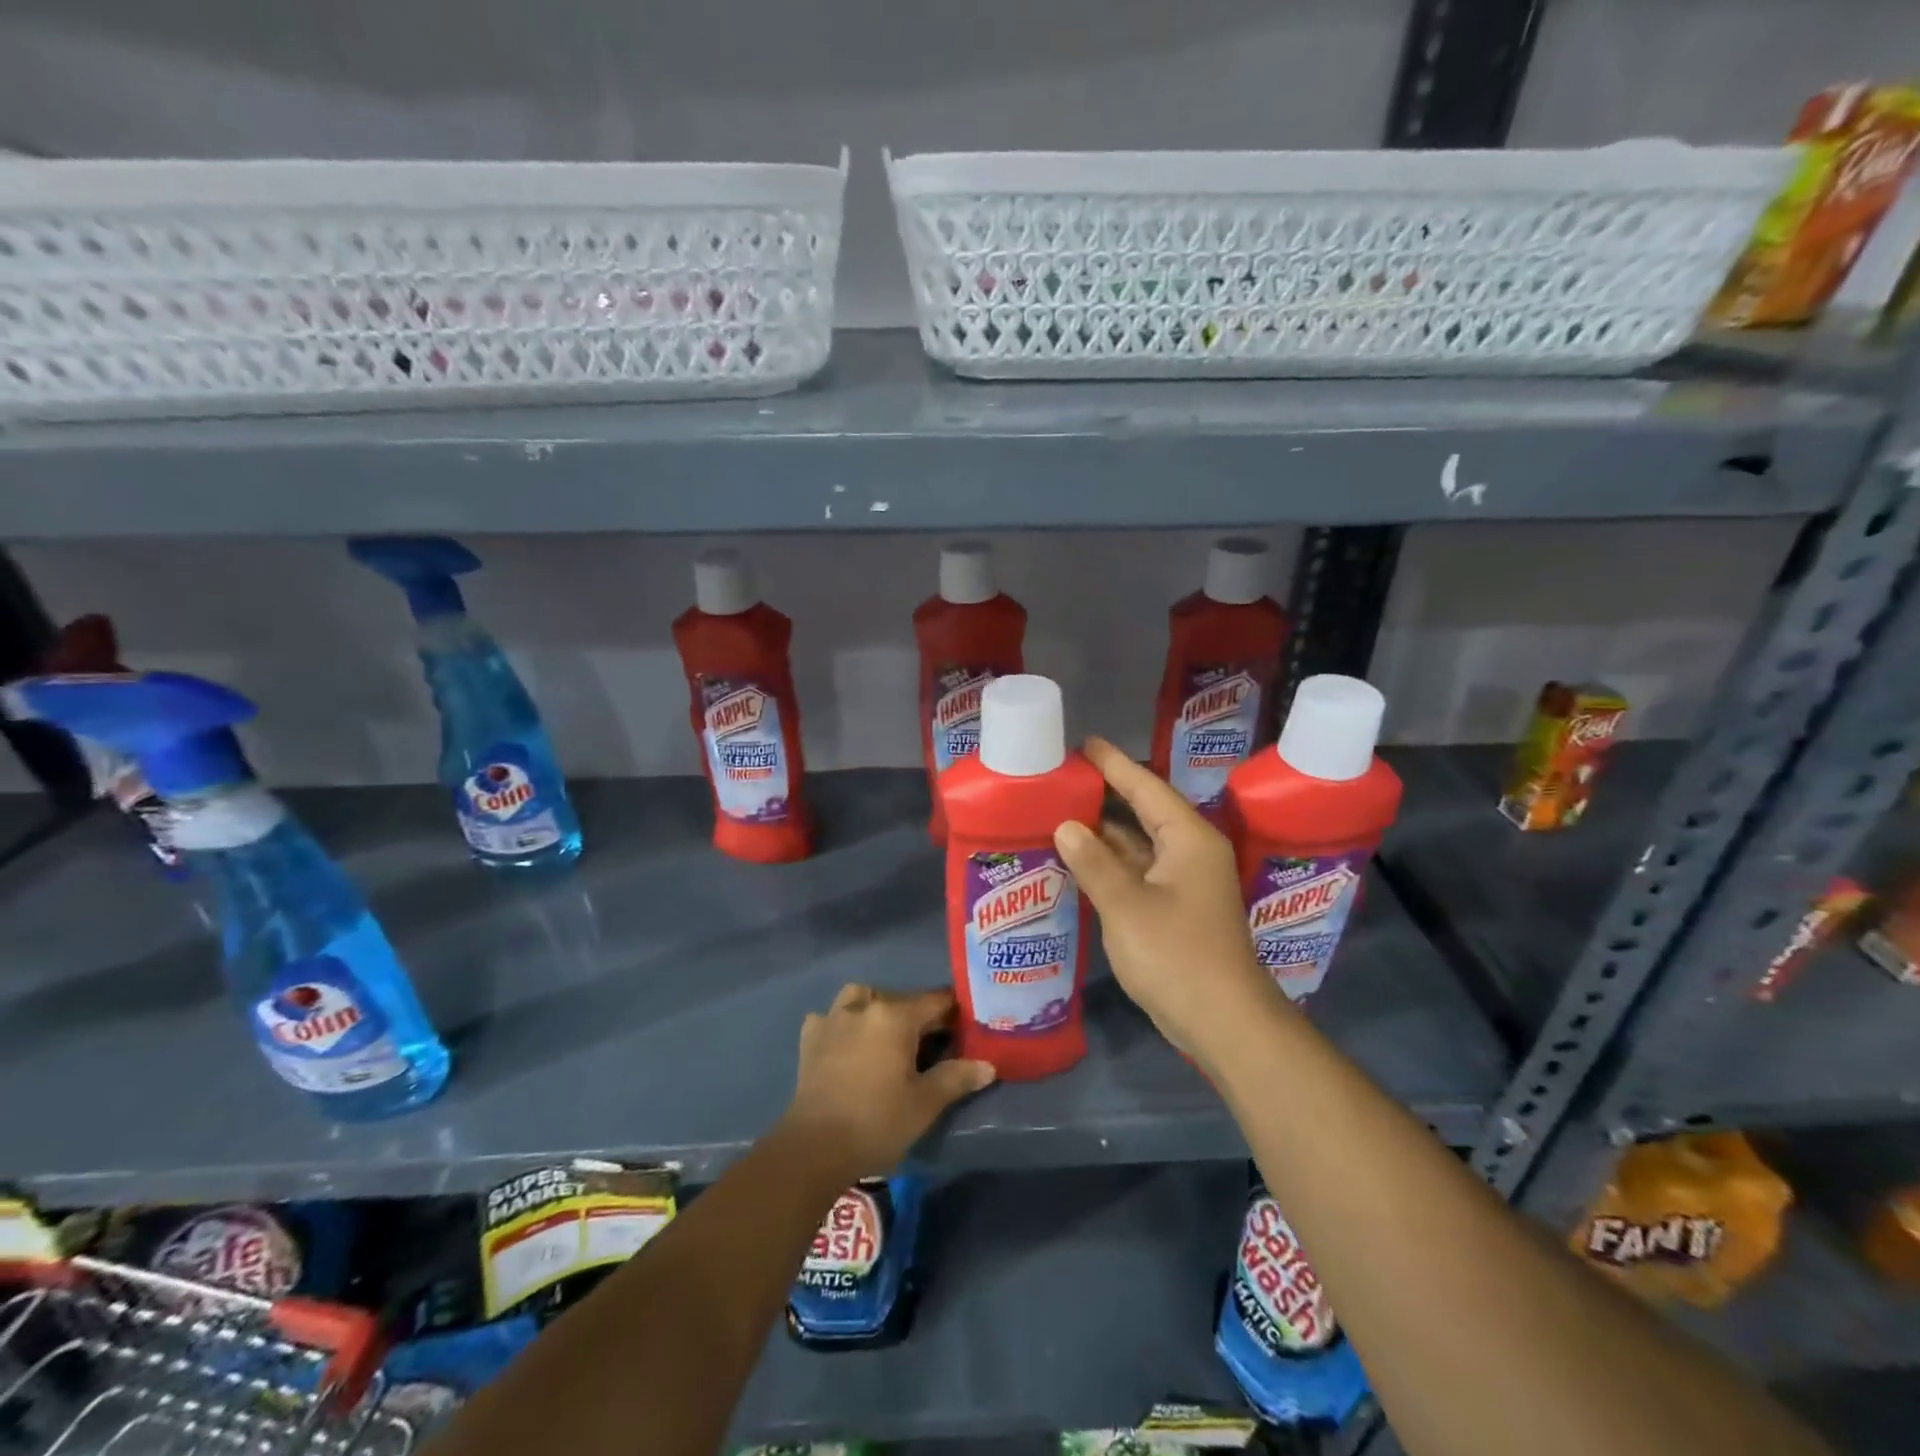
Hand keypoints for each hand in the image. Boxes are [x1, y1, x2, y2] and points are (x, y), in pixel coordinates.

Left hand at [782, 985, 995, 1179]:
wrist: (815, 1147)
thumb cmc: (877, 1122)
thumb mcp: (925, 1103)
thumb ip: (957, 1078)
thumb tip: (987, 1065)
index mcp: (896, 1016)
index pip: (935, 1001)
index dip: (954, 1012)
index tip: (966, 1026)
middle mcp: (865, 1006)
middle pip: (901, 999)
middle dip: (919, 1015)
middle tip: (932, 1042)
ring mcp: (833, 1018)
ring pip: (862, 997)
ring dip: (877, 1008)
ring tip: (887, 1034)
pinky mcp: (811, 1037)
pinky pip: (832, 1017)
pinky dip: (843, 1023)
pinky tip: (848, 1043)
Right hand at [1053, 737, 1282, 1060]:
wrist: (1223, 1021)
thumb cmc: (1177, 955)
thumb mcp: (1126, 905)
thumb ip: (1093, 862)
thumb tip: (1067, 826)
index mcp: (1189, 839)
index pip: (1146, 787)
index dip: (1114, 764)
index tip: (1084, 743)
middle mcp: (1190, 852)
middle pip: (1144, 811)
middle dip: (1107, 795)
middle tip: (1064, 777)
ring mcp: (1185, 882)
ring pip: (1140, 845)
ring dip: (1105, 833)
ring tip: (1061, 812)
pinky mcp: (1176, 909)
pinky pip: (1139, 872)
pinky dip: (1111, 864)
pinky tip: (1079, 861)